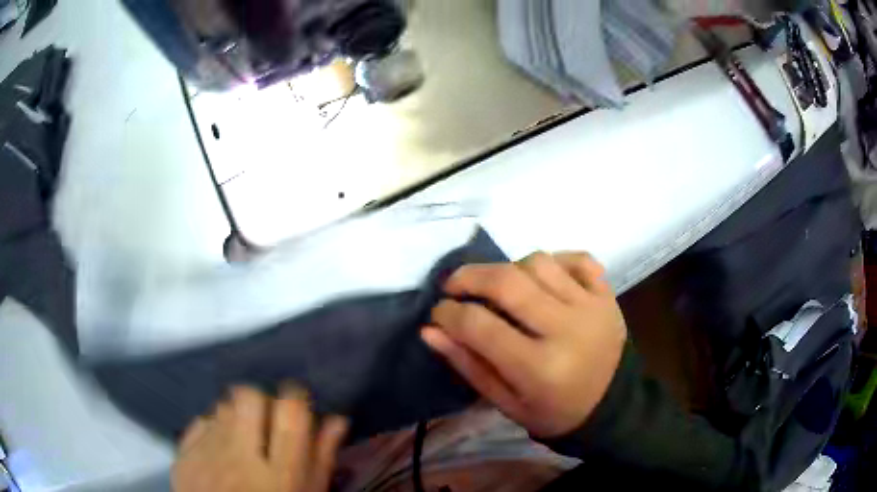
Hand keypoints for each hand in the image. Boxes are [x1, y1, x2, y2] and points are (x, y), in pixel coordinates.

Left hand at [173, 386, 347, 491]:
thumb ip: (322, 459)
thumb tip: (336, 419)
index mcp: (282, 475)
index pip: (290, 411)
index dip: (295, 398)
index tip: (295, 405)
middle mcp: (241, 460)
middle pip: (249, 397)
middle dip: (261, 401)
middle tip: (266, 419)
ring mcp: (206, 457)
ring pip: (223, 407)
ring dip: (237, 414)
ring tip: (242, 437)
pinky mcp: (183, 458)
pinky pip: (200, 422)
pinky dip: (214, 428)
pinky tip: (220, 448)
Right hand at [421, 252, 626, 437]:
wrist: (611, 406)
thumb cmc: (553, 412)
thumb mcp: (505, 402)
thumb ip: (468, 364)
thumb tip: (430, 329)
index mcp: (539, 368)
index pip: (479, 325)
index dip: (448, 314)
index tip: (438, 313)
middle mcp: (566, 329)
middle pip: (507, 282)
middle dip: (469, 277)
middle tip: (454, 286)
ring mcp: (592, 306)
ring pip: (539, 262)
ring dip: (510, 269)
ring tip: (501, 287)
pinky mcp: (608, 295)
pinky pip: (578, 259)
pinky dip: (555, 261)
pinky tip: (543, 278)